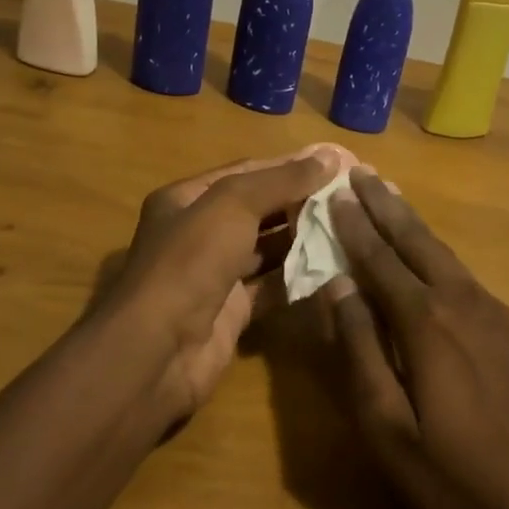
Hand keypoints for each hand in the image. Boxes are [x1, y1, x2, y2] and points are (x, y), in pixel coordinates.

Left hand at [101, 146, 344, 420]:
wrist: (158, 352)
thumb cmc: (191, 261)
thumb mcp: (233, 204)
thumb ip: (281, 180)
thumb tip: (329, 156)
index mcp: (187, 198)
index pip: (247, 172)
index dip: (290, 165)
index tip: (336, 163)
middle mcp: (198, 232)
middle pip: (258, 208)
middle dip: (300, 200)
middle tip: (349, 195)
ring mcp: (215, 274)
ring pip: (266, 247)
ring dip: (303, 237)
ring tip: (349, 226)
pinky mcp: (232, 311)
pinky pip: (271, 285)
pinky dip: (298, 276)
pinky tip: (333, 266)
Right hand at [325, 169, 508, 508]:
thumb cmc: (456, 480)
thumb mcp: (388, 428)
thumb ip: (360, 350)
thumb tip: (336, 286)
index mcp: (426, 322)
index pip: (379, 259)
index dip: (354, 226)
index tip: (335, 192)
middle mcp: (462, 302)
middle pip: (416, 241)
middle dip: (385, 205)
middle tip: (362, 172)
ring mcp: (495, 313)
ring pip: (444, 254)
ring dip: (413, 224)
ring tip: (392, 198)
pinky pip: (466, 276)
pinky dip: (439, 254)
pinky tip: (432, 258)